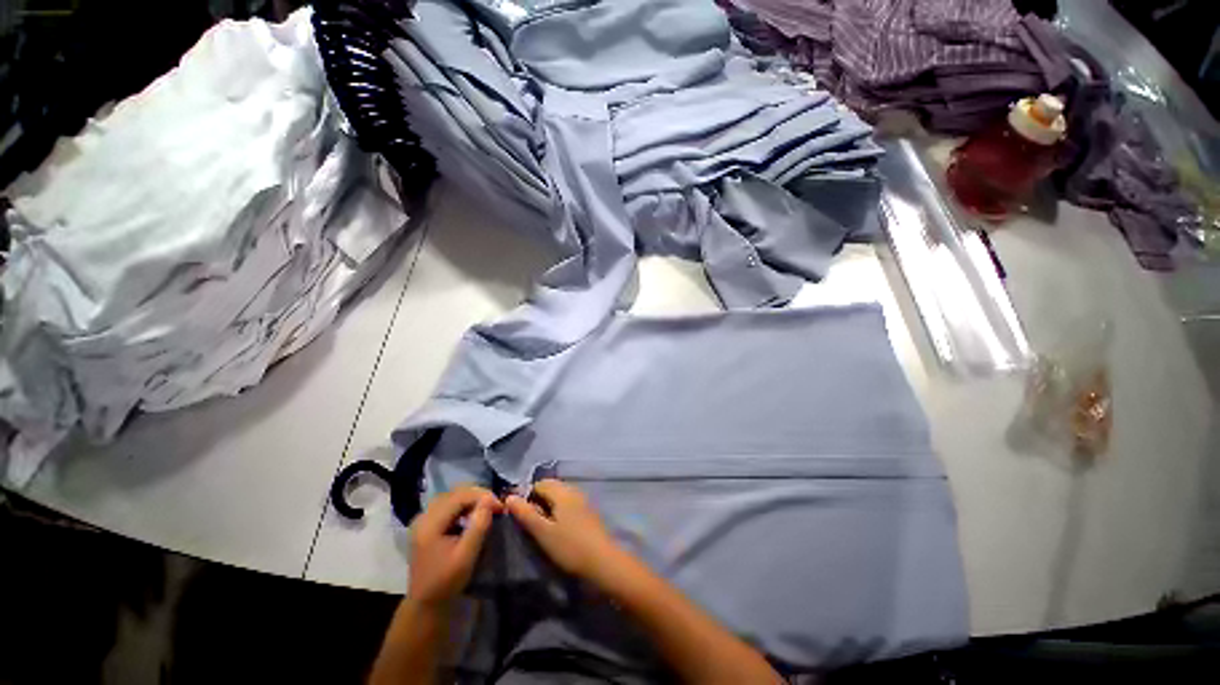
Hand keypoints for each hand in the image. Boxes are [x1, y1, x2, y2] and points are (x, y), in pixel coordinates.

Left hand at [406, 485, 501, 608]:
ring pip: (452, 497)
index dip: (482, 496)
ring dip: (472, 499)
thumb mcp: (466, 556)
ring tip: (487, 508)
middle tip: (496, 505)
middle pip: (455, 493)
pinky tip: (473, 515)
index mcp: (430, 523)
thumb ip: (478, 526)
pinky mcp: (427, 525)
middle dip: (478, 495)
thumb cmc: (446, 582)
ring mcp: (424, 520)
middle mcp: (424, 516)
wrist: (426, 604)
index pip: (459, 496)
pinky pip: (448, 505)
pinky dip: (464, 505)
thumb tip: (490, 500)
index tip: (500, 506)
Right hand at [505, 479, 623, 584]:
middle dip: (537, 500)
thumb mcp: (543, 532)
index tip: (519, 515)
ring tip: (541, 528)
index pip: (539, 483)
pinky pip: (569, 503)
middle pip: (550, 487)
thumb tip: (509, 497)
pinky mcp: (588, 511)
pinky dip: (559, 511)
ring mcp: (583, 499)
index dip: (526, 496)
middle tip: (529, 523)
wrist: (603, 561)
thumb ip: (526, 513)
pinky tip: (557, 529)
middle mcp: (573, 490)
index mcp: (562, 491)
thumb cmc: (569, 546)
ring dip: (548, 506)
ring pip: (560, 496)